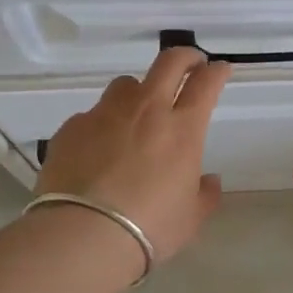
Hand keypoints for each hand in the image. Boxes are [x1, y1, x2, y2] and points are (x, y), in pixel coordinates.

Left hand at [36, 47, 232, 262]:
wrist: (84, 234)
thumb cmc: (150, 227)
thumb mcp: (190, 218)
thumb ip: (205, 194)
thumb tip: (209, 180)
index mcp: (182, 129)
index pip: (206, 84)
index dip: (216, 72)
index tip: (220, 69)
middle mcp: (146, 110)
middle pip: (168, 63)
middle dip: (185, 57)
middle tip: (190, 63)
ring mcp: (105, 115)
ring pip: (125, 84)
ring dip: (138, 91)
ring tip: (137, 113)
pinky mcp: (72, 128)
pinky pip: (92, 116)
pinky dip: (101, 125)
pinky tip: (97, 150)